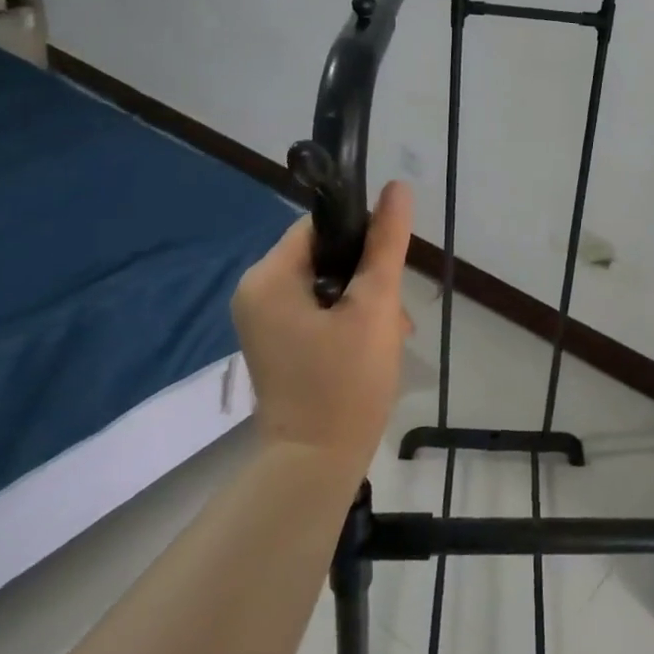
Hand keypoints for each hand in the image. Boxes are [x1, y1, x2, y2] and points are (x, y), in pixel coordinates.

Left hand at [232, 182, 415, 465]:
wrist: (316, 464)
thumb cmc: (345, 381)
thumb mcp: (374, 306)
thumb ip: (386, 244)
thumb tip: (398, 188)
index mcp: (268, 277)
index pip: (319, 227)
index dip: (361, 237)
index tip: (390, 267)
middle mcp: (256, 292)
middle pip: (324, 256)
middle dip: (367, 278)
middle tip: (393, 313)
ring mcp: (263, 320)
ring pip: (325, 284)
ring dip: (363, 300)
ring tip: (390, 333)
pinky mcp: (277, 343)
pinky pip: (317, 310)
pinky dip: (347, 319)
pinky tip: (373, 343)